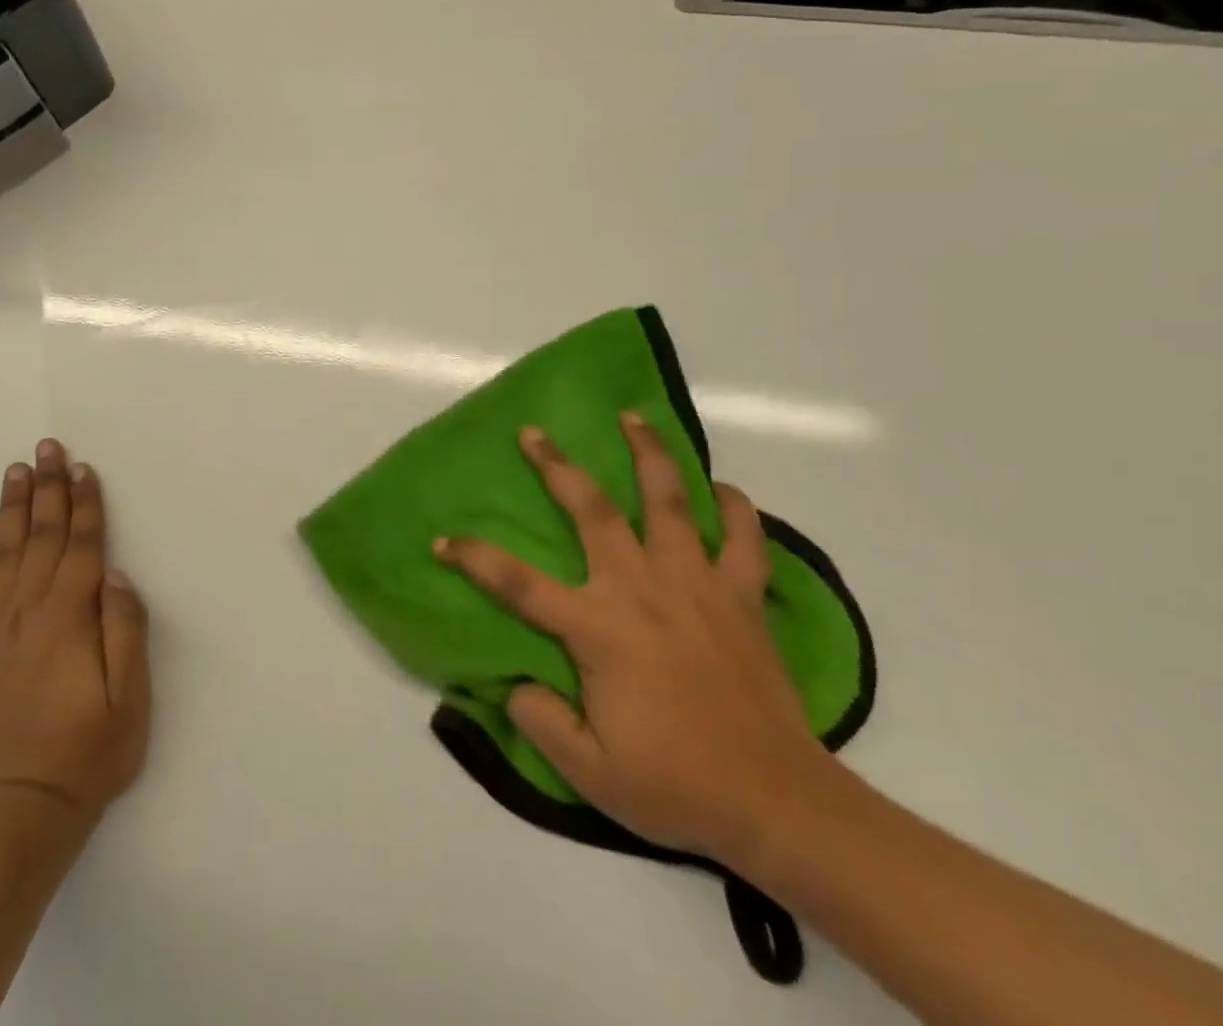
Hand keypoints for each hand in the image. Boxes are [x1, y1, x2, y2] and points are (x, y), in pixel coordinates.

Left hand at [0, 439, 150, 834]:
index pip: (81, 546)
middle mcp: (26, 613)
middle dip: (47, 488)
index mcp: (67, 620)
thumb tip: (117, 576)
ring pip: (3, 552)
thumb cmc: (88, 756)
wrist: (18, 815)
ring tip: (17, 470)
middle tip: (47, 447)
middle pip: (40, 536)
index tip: (84, 468)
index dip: (85, 504)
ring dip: (12, 508)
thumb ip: (125, 632)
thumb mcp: (130, 701)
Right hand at [434, 415, 833, 866]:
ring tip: (633, 418)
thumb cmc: (677, 785)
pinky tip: (722, 490)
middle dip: (557, 466)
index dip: (474, 558)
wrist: (779, 804)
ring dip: (649, 454)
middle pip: (593, 510)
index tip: (443, 540)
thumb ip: (540, 720)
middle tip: (533, 433)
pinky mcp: (742, 598)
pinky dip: (736, 509)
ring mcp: (697, 585)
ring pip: (671, 501)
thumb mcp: (590, 772)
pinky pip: (745, 540)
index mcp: (598, 627)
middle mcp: (642, 588)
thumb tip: (516, 683)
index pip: (517, 583)